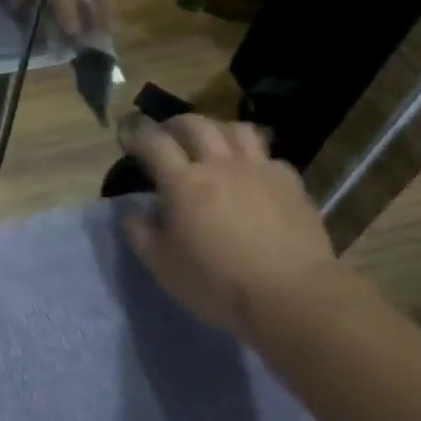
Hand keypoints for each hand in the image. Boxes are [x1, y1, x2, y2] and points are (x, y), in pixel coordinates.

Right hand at [117, 114, 341, 339]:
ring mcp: (259, 170)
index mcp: (182, 182)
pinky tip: (251, 174)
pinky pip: (269, 156)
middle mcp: (219, 165)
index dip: (137, 136)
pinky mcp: (290, 184)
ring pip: (235, 129)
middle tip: (167, 136)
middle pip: (195, 124)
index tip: (128, 140)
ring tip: (211, 145)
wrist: (292, 295)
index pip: (153, 143)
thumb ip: (140, 234)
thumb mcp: (161, 266)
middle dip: (174, 124)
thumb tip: (134, 214)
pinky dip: (254, 157)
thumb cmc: (217, 283)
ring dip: (217, 130)